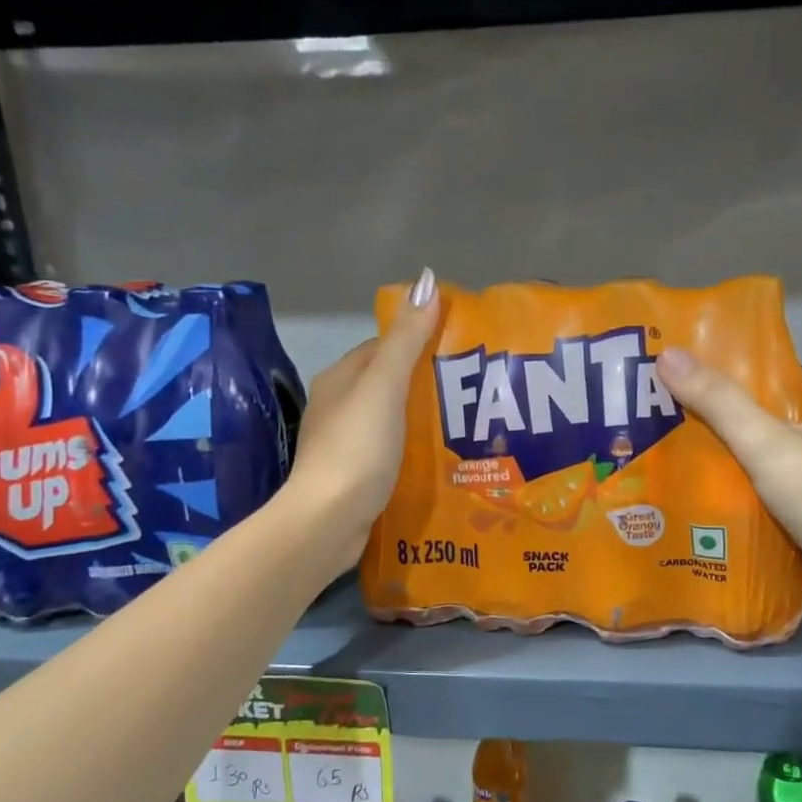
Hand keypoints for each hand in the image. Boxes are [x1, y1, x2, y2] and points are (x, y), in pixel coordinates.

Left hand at [281, 269, 440, 572]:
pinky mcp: (355, 476)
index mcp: (341, 379)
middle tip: (472, 391)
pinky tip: (440, 458)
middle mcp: (338, 406)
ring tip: (465, 424)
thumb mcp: (385, 387)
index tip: (460, 350)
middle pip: (389, 384)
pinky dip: (412, 450)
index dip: (419, 343)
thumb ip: (406, 340)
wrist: (328, 521)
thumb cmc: (357, 448)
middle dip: (425, 384)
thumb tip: (425, 279)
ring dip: (421, 420)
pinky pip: (390, 452)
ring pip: (391, 420)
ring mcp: (345, 444)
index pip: (384, 348)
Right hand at [655, 349, 801, 635]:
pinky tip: (713, 514)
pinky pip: (775, 513)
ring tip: (689, 465)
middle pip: (786, 427)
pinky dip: (748, 511)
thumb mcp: (767, 442)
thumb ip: (719, 403)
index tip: (729, 374)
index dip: (774, 372)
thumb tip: (668, 355)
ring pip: (777, 473)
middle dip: (743, 423)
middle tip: (690, 421)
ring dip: (742, 470)